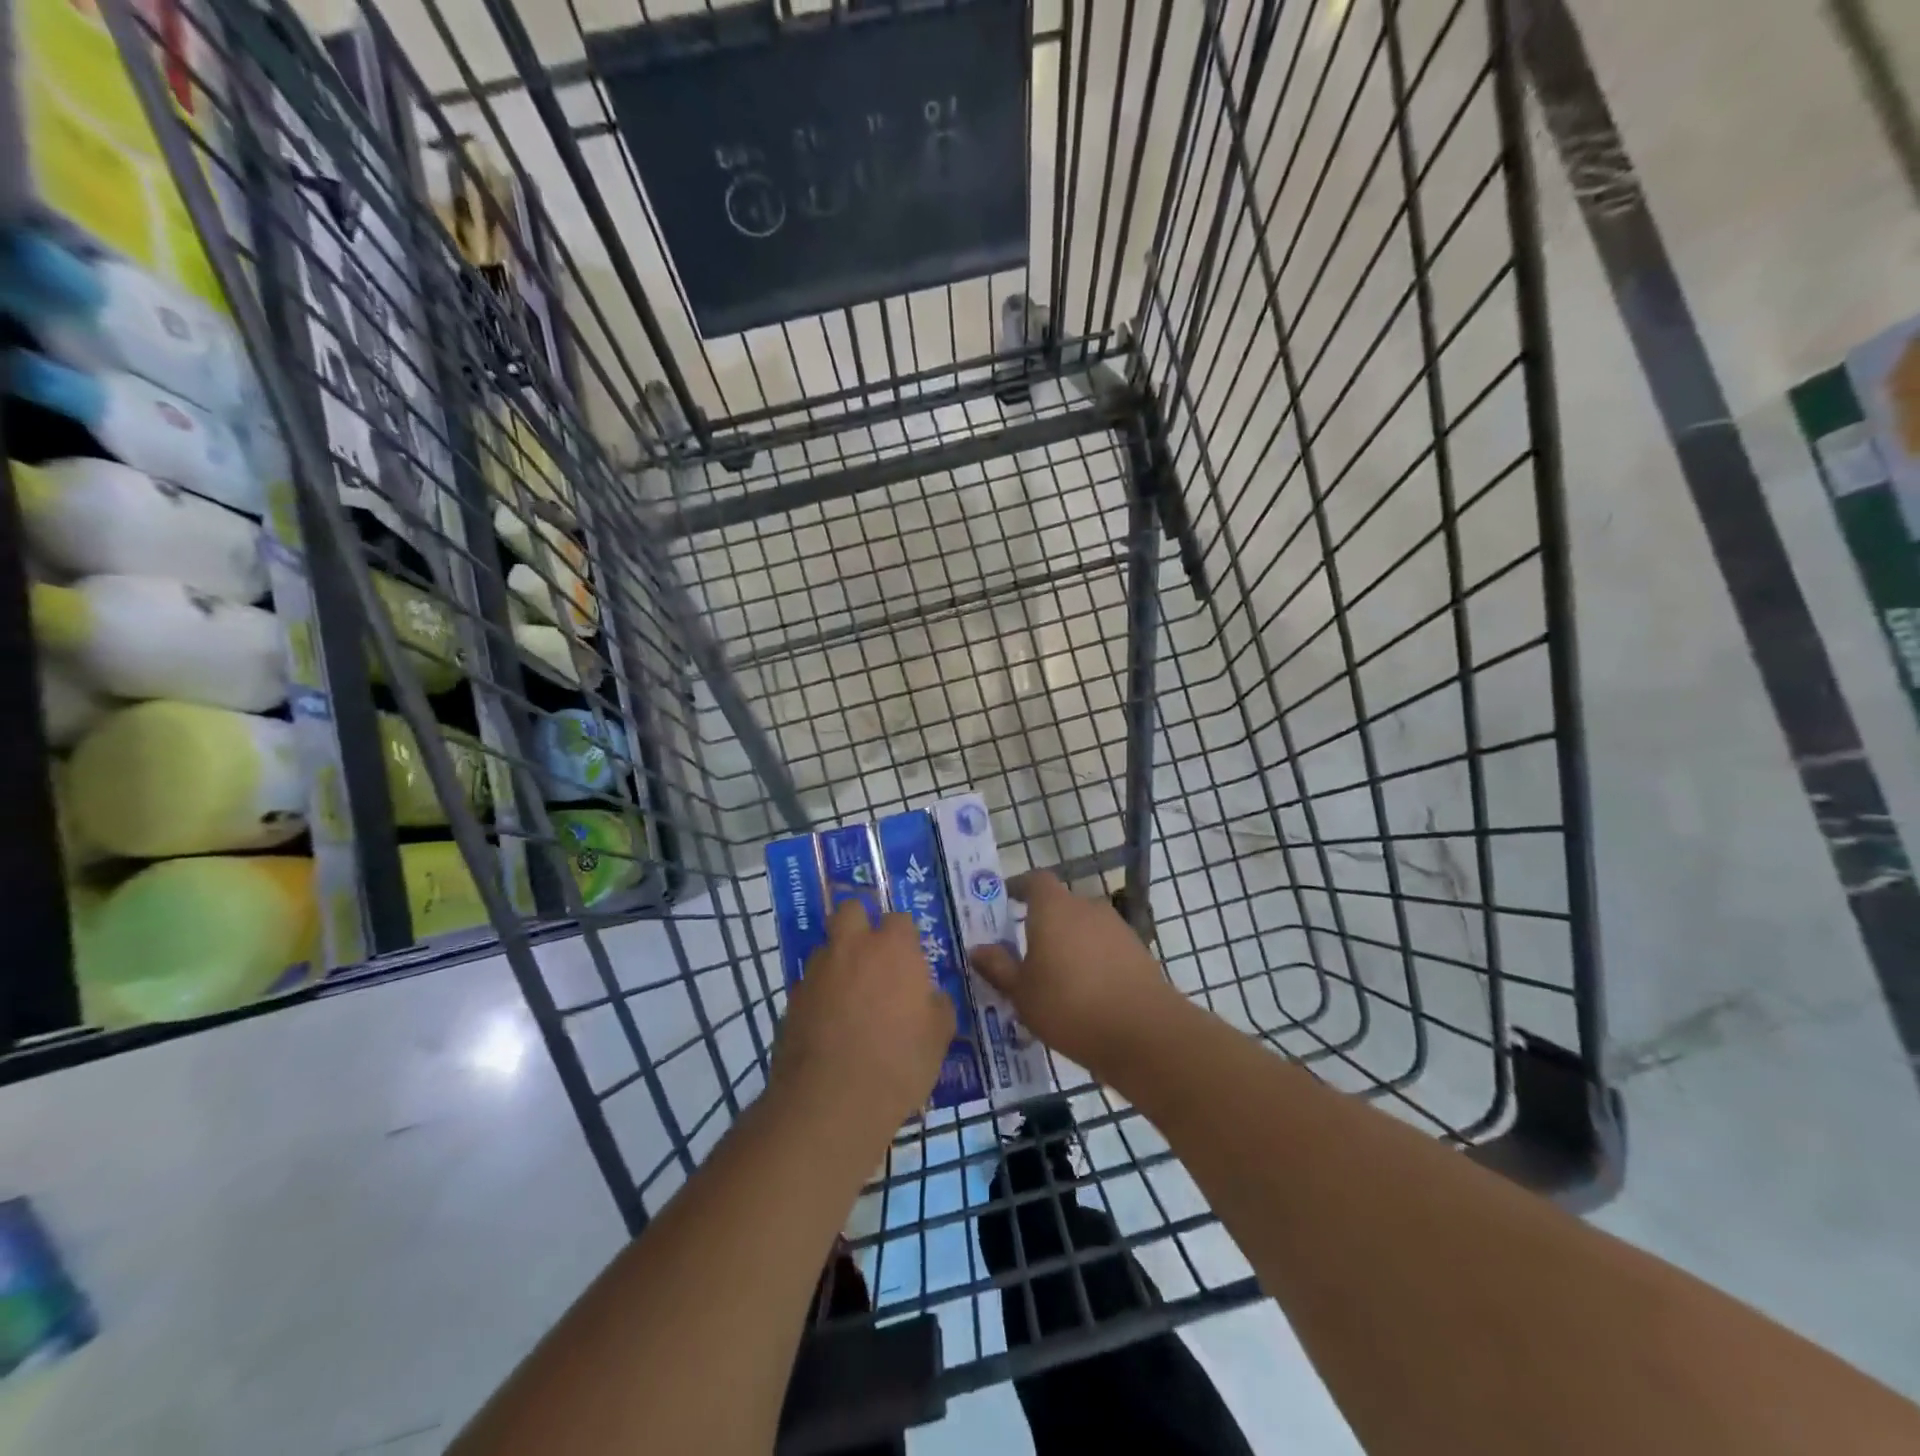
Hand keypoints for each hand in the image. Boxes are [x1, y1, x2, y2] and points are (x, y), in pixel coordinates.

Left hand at [770, 902, 956, 1134]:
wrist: (831, 1102)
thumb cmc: (898, 1063)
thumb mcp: (939, 1036)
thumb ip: (937, 1005)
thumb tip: (930, 996)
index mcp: (893, 948)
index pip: (899, 918)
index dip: (905, 936)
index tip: (910, 959)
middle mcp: (852, 947)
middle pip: (851, 910)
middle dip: (861, 922)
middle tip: (873, 955)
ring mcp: (817, 971)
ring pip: (827, 947)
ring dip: (838, 960)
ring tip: (850, 996)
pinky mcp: (792, 999)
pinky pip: (810, 983)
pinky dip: (820, 994)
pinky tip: (830, 1024)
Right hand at [968, 871, 1180, 1078]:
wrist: (1144, 1032)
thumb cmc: (1069, 1006)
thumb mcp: (1021, 993)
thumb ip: (998, 967)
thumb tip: (977, 948)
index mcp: (1054, 908)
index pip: (1035, 881)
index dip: (1018, 888)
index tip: (1004, 902)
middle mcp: (1087, 907)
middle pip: (1060, 905)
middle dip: (1042, 924)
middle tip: (1025, 954)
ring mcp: (1117, 928)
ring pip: (1083, 928)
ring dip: (1069, 945)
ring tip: (1055, 980)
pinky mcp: (1138, 952)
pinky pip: (1104, 948)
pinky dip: (1092, 962)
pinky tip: (1085, 994)